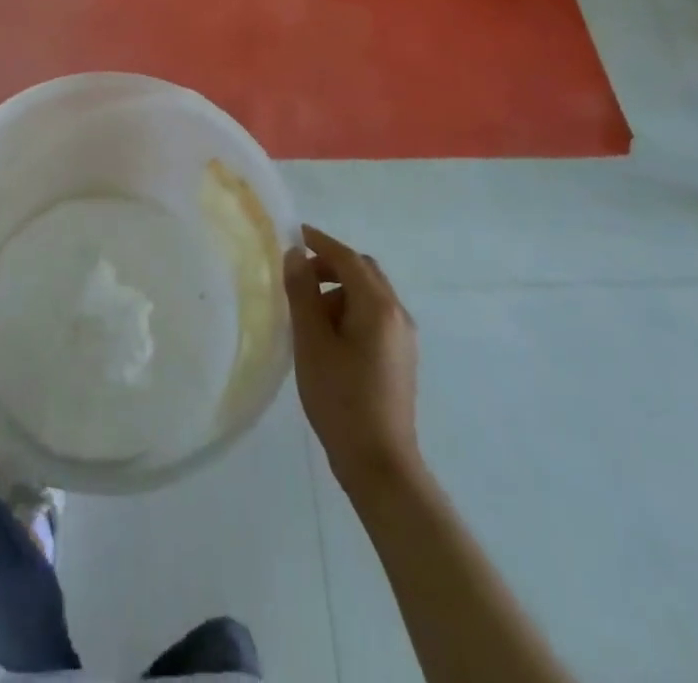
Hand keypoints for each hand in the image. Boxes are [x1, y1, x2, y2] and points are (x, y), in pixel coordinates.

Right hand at [285, 223, 421, 490]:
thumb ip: (302, 293)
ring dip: (340, 289)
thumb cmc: (340, 398)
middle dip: (331, 265)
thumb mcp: (311, 342)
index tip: (294, 234)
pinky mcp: (401, 357)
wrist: (380, 464)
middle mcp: (397, 314)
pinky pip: (375, 316)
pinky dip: (351, 310)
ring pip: (370, 295)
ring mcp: (403, 337)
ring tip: (307, 312)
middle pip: (364, 272)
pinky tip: (327, 335)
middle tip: (298, 276)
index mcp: (378, 306)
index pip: (347, 258)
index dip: (320, 242)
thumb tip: (295, 254)